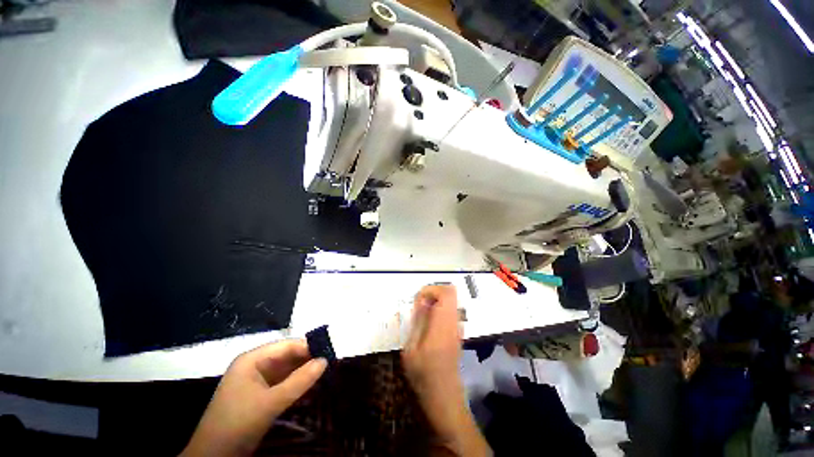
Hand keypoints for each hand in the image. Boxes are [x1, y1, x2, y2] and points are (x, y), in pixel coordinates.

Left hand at [182, 340, 326, 456]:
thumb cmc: (238, 423)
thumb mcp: (271, 402)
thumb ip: (299, 381)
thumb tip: (325, 361)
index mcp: (252, 359)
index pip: (286, 345)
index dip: (307, 347)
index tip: (329, 352)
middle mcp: (254, 365)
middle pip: (286, 356)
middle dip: (307, 359)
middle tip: (329, 363)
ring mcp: (255, 380)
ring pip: (285, 370)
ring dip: (303, 371)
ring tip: (324, 372)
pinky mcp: (258, 394)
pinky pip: (281, 382)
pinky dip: (295, 383)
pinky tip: (309, 385)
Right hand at [402, 285, 490, 455]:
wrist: (443, 395)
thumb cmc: (423, 374)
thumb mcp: (411, 348)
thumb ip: (418, 321)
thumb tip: (422, 300)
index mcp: (443, 324)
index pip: (446, 293)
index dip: (431, 289)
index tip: (417, 300)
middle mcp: (454, 322)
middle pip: (451, 292)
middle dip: (433, 292)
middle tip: (419, 305)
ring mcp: (458, 326)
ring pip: (451, 300)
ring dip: (436, 300)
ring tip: (422, 313)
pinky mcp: (458, 331)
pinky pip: (451, 310)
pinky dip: (440, 308)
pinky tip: (429, 323)